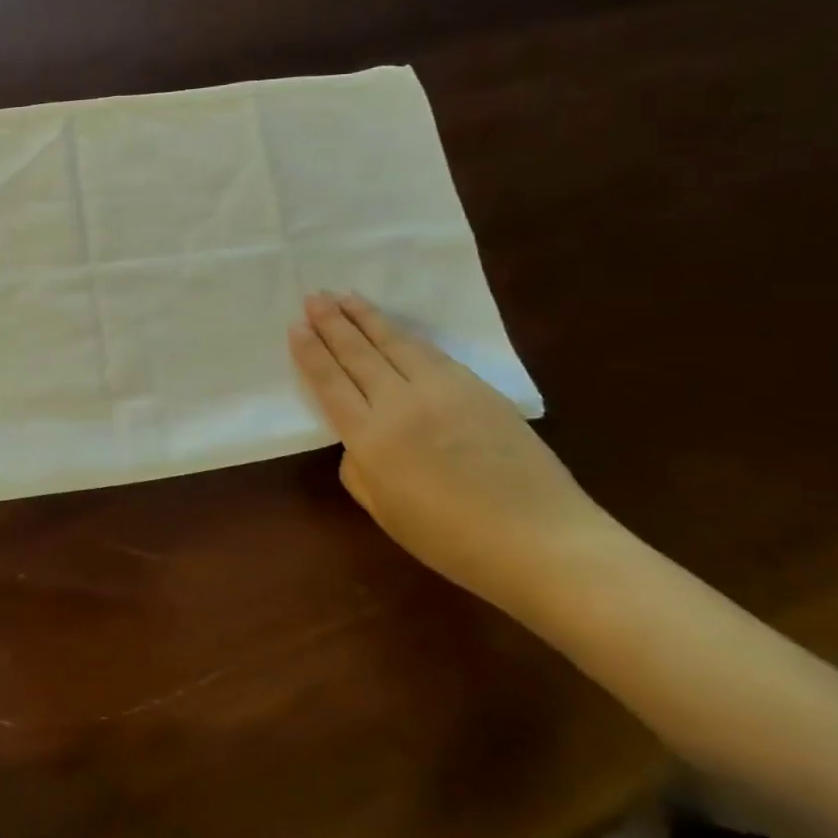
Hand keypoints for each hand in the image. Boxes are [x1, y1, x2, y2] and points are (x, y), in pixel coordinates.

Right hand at [288, 291, 612, 614]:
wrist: (541, 540)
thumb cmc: (453, 540)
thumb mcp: (385, 512)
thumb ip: (359, 469)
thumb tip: (359, 440)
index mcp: (371, 439)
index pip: (330, 382)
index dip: (311, 352)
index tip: (296, 326)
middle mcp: (400, 404)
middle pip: (358, 354)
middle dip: (332, 323)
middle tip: (313, 297)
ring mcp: (441, 390)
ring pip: (394, 343)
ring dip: (366, 317)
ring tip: (345, 296)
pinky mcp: (476, 387)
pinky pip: (430, 352)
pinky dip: (405, 335)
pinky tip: (394, 328)